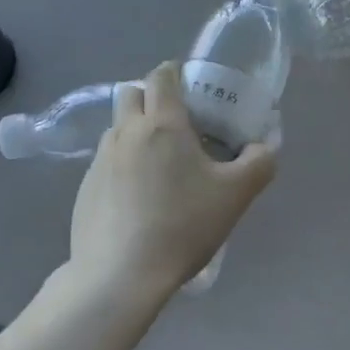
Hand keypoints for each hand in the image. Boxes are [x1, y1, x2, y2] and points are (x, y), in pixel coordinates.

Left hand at [68, 63, 276, 306]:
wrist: (120, 276)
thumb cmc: (183, 226)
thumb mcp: (236, 195)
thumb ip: (259, 163)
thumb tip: (265, 146)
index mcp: (163, 123)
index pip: (162, 75)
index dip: (176, 73)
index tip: (192, 88)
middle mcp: (126, 132)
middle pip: (132, 93)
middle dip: (151, 97)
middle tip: (177, 124)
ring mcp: (100, 160)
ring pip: (117, 127)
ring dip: (135, 130)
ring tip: (158, 163)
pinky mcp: (84, 188)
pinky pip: (106, 161)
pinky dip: (122, 164)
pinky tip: (137, 197)